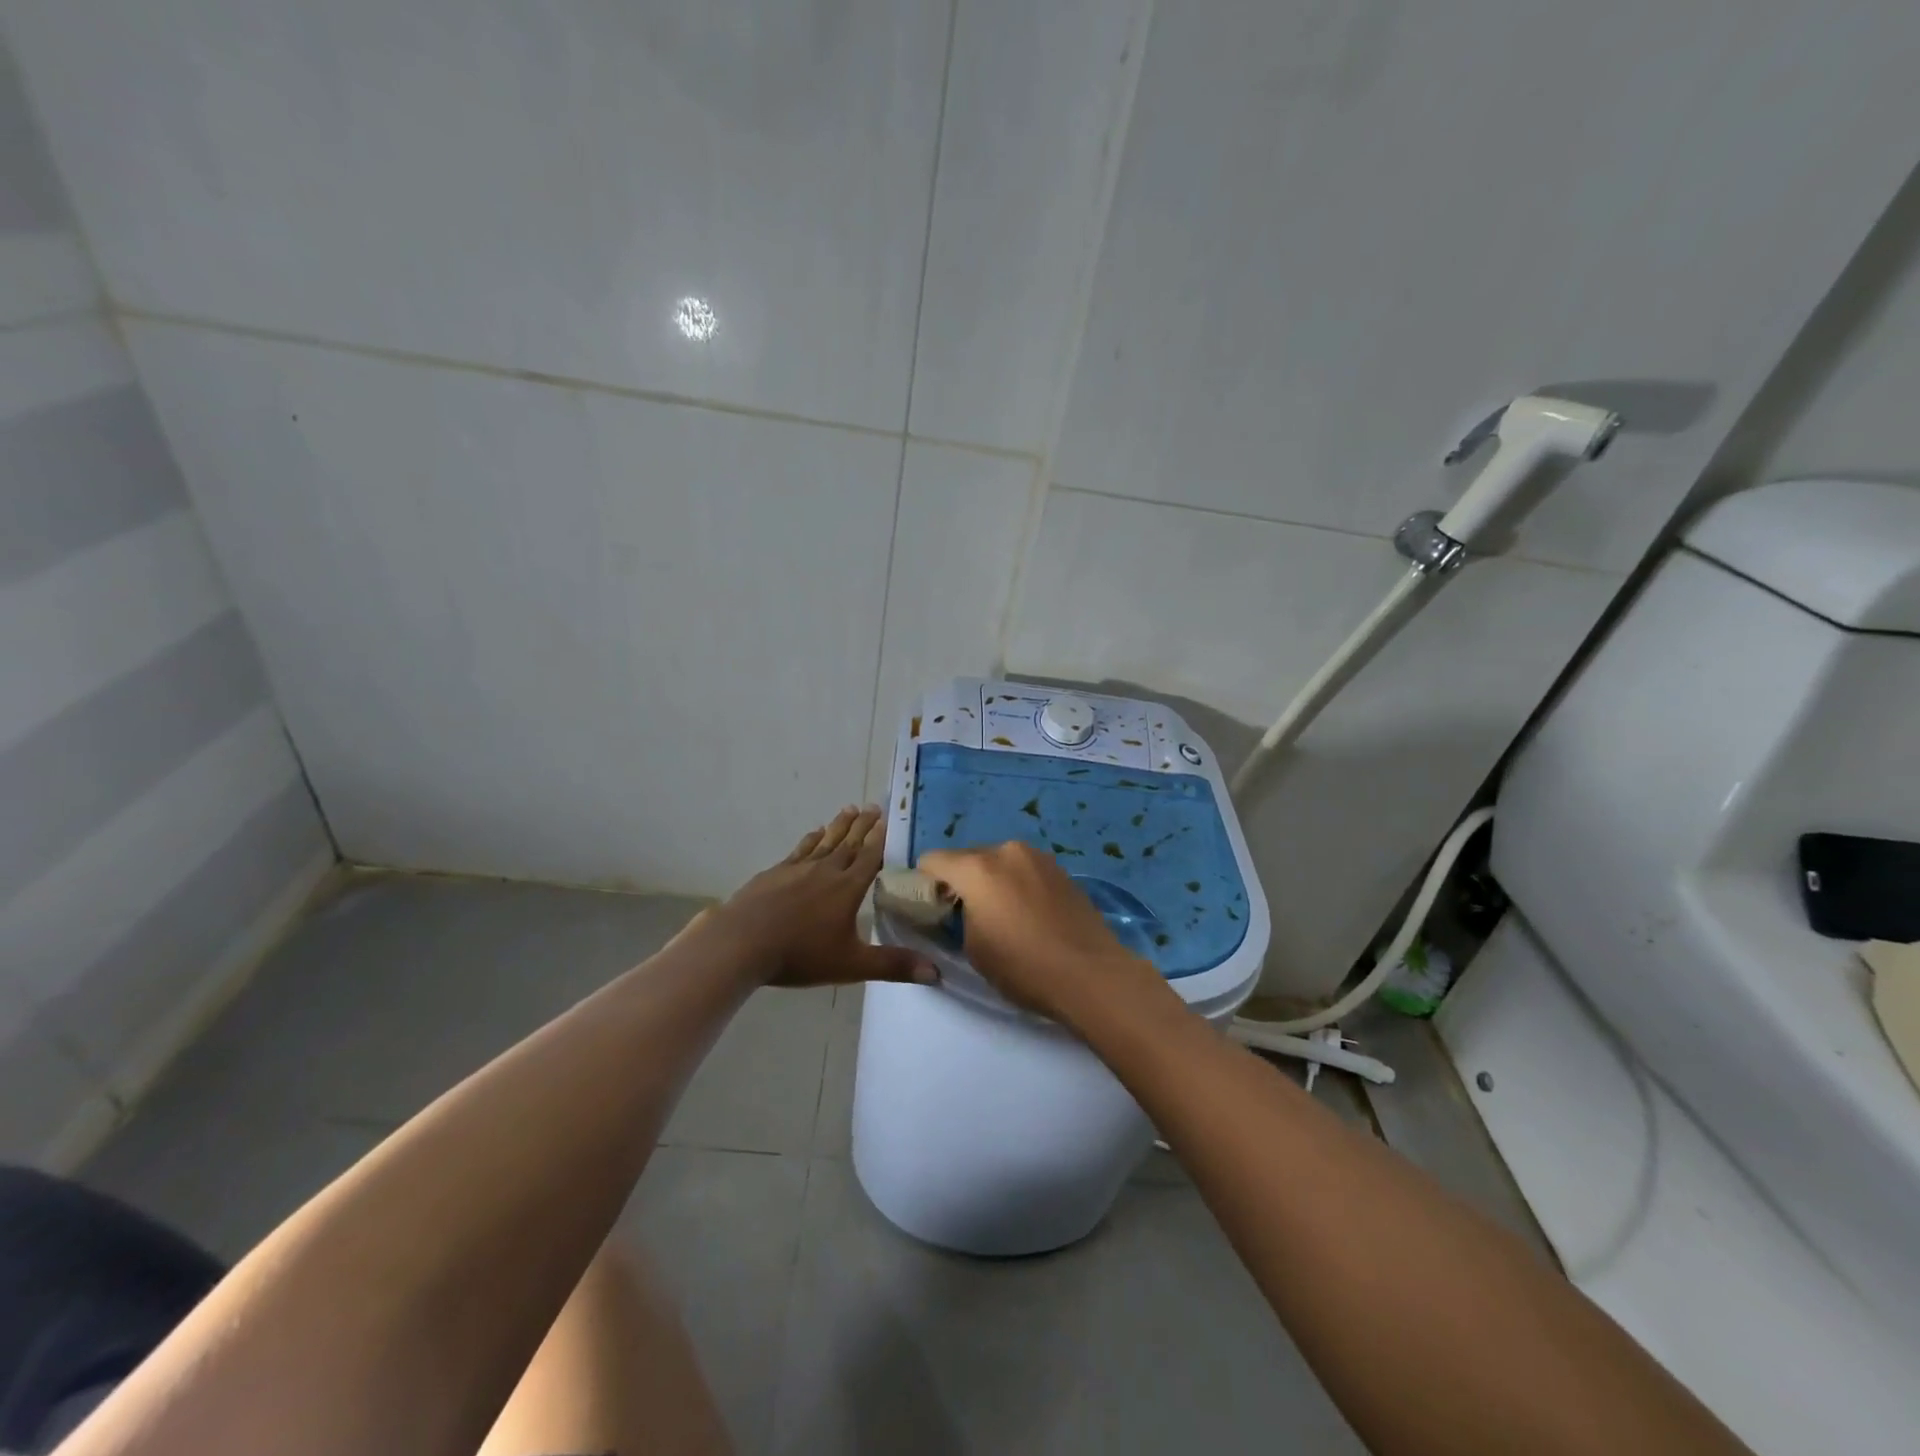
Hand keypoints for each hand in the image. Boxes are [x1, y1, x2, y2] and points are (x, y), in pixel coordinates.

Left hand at [712, 805, 933, 988]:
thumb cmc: (800, 954)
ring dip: (839, 826)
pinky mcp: (775, 873)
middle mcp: (826, 870)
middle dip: (864, 826)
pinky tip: (814, 833)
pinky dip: (811, 839)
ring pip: (825, 841)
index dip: (882, 838)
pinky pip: (800, 850)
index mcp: (848, 888)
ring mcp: (798, 869)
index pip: (871, 857)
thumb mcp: (851, 965)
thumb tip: (936, 972)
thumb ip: (892, 966)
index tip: (891, 819)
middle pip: (850, 843)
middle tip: (874, 806)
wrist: (742, 942)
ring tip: (850, 809)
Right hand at [917, 842, 1165, 1024]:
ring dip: (991, 881)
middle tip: (966, 916)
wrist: (1091, 974)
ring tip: (1003, 917)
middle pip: (967, 858)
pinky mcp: (1060, 869)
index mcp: (978, 868)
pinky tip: (1029, 916)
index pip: (933, 860)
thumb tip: (963, 909)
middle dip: (961, 881)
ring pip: (998, 862)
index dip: (926, 883)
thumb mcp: (974, 948)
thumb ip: (958, 918)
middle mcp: (1006, 850)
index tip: (932, 909)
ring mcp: (1038, 857)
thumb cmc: (1023, 966)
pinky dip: (1017, 885)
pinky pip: (1024, 870)